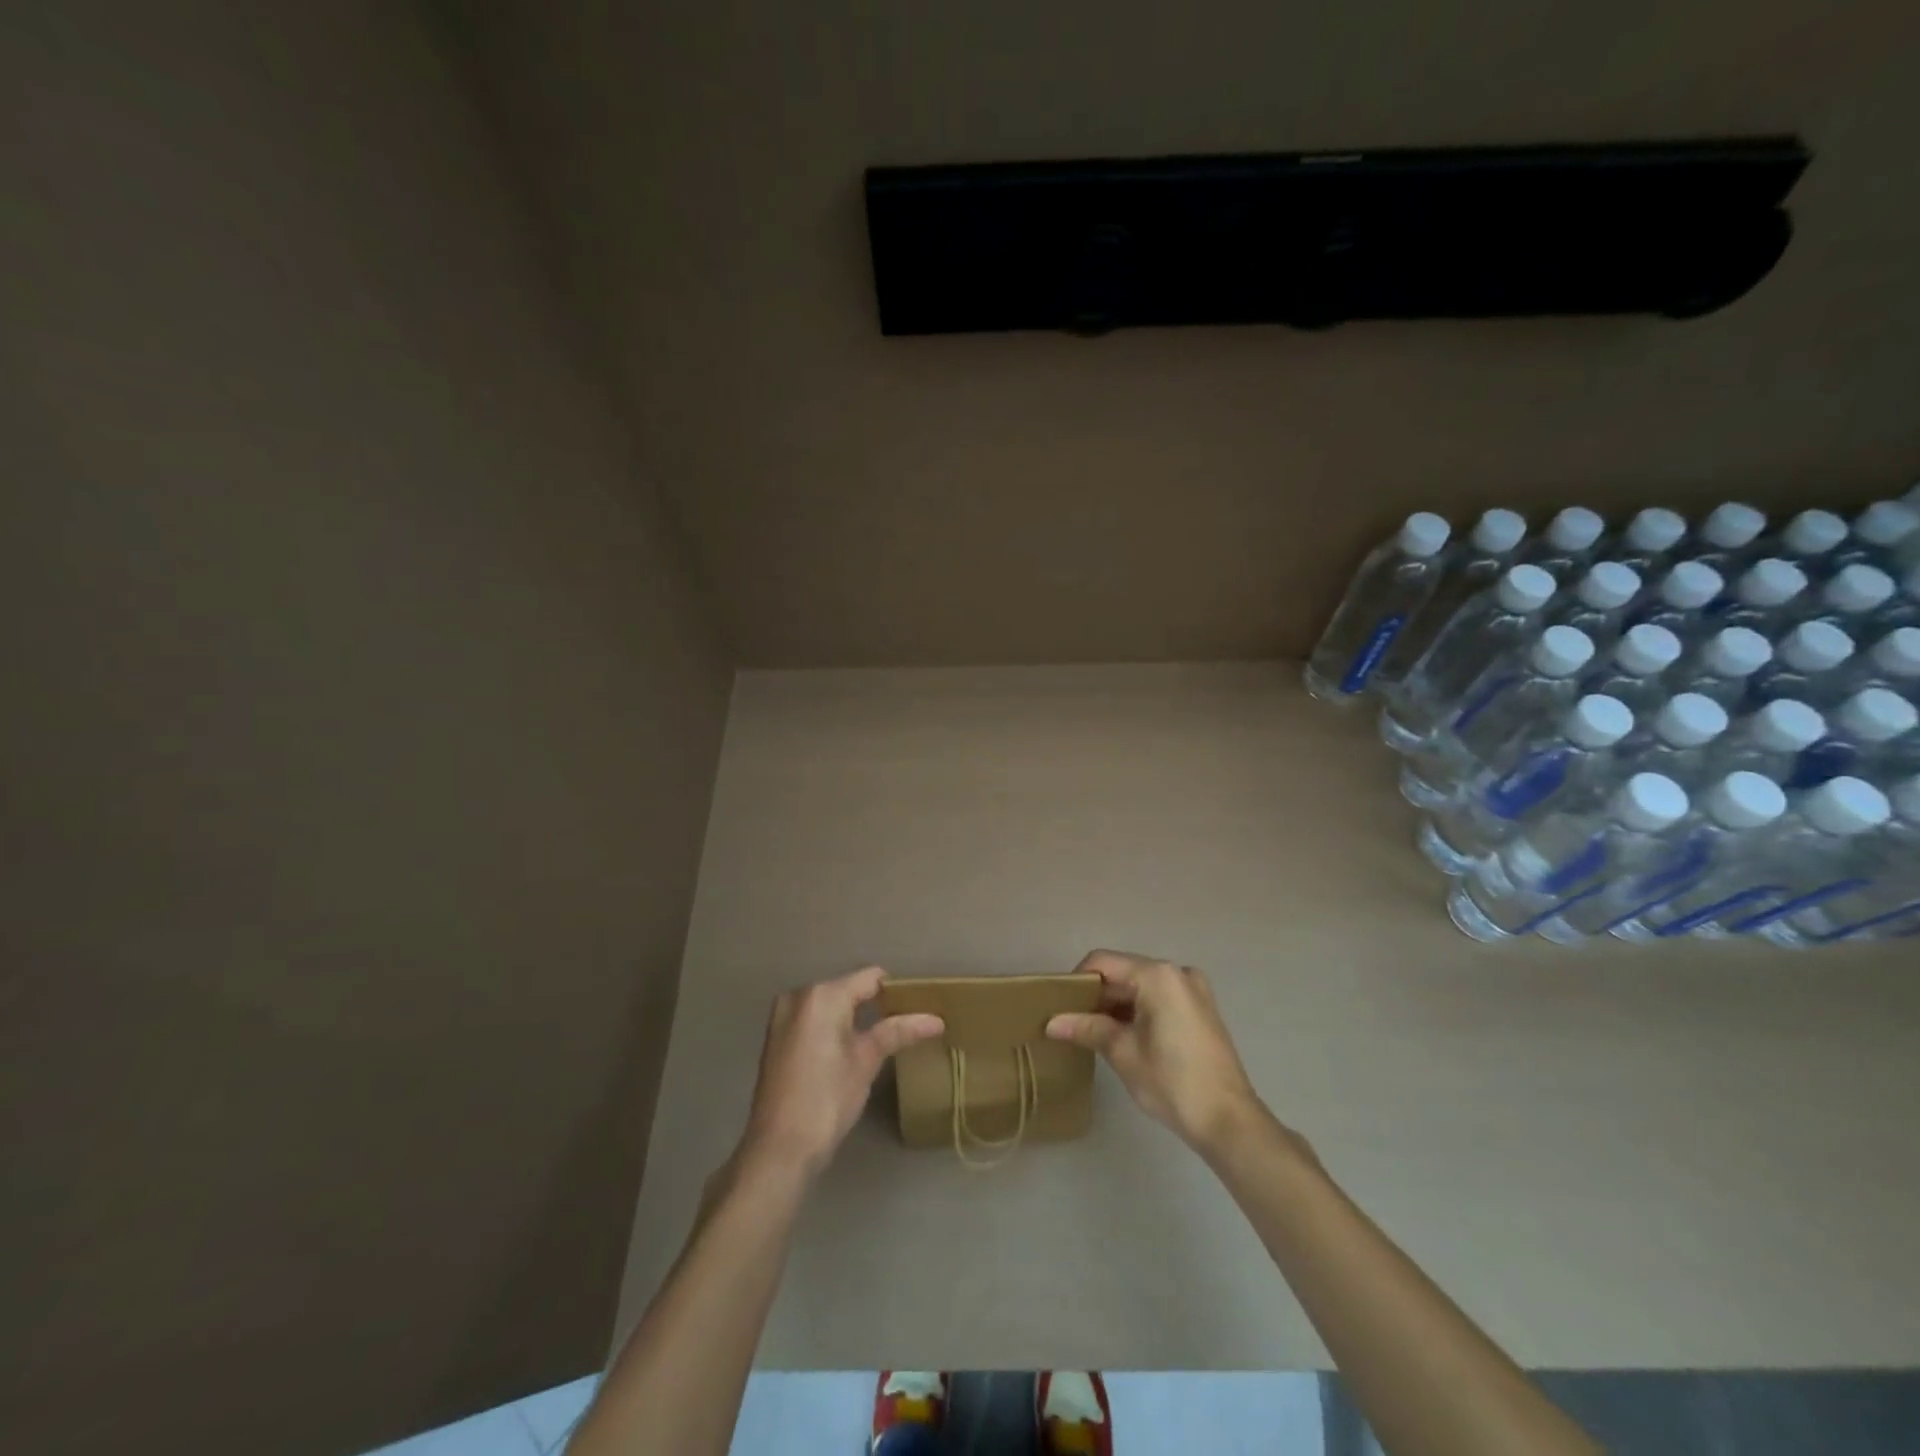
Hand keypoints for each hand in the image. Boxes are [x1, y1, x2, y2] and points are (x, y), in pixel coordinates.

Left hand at [736, 966, 943, 1182]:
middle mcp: (799, 995)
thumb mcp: (866, 1061)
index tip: (918, 1009)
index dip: (896, 991)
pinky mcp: (776, 1035)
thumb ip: (898, 1031)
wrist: (778, 1149)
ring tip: (881, 1039)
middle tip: (902, 1027)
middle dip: (875, 1005)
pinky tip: (849, 1049)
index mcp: (822, 995)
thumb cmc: (827, 1100)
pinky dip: (833, 1027)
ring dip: (854, 1016)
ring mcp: (783, 1015)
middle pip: (849, 988)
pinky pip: (814, 1018)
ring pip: (831, 1004)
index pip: (870, 977)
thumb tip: (936, 1020)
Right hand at [1046, 949, 1264, 1152]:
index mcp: (1157, 975)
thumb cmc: (1172, 1082)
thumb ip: (1086, 1028)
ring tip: (1094, 1033)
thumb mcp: (1122, 1053)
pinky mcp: (1201, 1008)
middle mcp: (1177, 972)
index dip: (1077, 981)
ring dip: (1116, 1005)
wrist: (1229, 1121)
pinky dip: (1138, 1010)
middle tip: (1073, 1023)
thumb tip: (1051, 1023)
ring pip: (1141, 986)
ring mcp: (1193, 989)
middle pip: (1123, 972)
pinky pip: (1160, 997)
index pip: (1103, 962)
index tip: (1061, 1007)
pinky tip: (1124, 1037)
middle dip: (1097, 996)